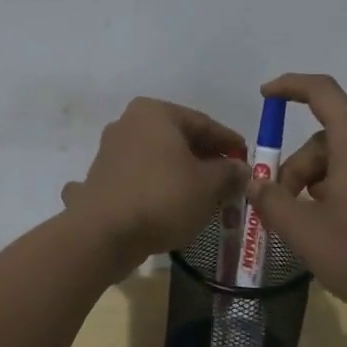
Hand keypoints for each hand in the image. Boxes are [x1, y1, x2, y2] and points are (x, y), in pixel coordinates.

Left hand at [61, 98, 247, 262]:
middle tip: (228, 179)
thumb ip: (229, 173)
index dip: (229, 142)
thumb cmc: (162, 197)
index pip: (203, 123)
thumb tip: (241, 169)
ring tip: (202, 196)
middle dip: (204, 159)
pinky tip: (167, 206)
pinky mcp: (100, 180)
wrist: (103, 234)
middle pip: (178, 140)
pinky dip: (154, 189)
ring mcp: (110, 152)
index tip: (246, 158)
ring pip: (157, 160)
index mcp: (156, 113)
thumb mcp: (208, 185)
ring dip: (179, 175)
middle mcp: (129, 123)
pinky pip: (137, 180)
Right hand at [246, 74, 346, 320]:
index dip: (290, 87)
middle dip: (301, 168)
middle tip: (286, 209)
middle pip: (330, 139)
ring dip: (330, 180)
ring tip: (319, 221)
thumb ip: (272, 201)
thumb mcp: (304, 232)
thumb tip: (257, 183)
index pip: (322, 92)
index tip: (266, 96)